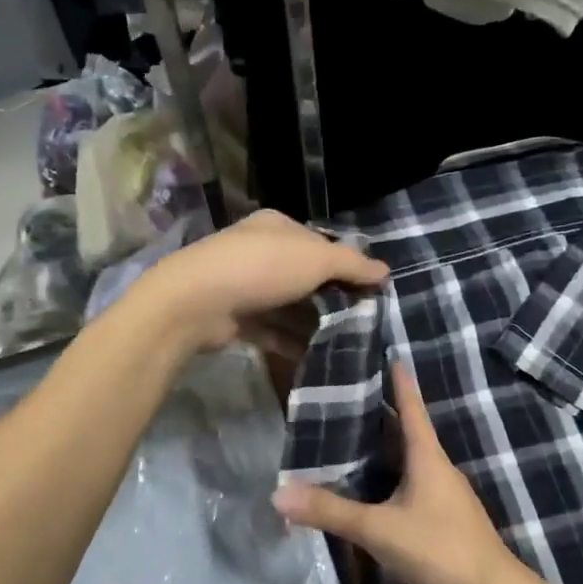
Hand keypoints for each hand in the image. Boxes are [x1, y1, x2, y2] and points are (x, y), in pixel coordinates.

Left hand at [134, 209, 387, 353]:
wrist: (197, 302)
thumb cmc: (262, 268)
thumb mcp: (316, 259)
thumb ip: (352, 264)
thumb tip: (385, 271)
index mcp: (277, 227)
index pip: (320, 242)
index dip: (346, 264)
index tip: (371, 290)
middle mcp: (260, 252)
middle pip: (305, 275)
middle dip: (332, 297)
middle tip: (362, 320)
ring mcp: (245, 286)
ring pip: (289, 306)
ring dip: (313, 323)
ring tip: (347, 342)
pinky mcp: (235, 319)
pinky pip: (272, 331)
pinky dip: (292, 343)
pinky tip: (317, 357)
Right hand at [274, 363, 543, 583]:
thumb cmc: (439, 548)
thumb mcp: (379, 529)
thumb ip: (330, 511)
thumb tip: (278, 493)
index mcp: (428, 457)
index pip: (412, 408)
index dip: (399, 382)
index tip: (390, 356)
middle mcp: (439, 468)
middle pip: (409, 432)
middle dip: (383, 414)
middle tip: (349, 398)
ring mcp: (446, 495)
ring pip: (412, 460)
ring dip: (387, 448)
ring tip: (354, 440)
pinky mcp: (446, 519)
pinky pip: (415, 485)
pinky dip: (393, 477)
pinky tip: (375, 490)